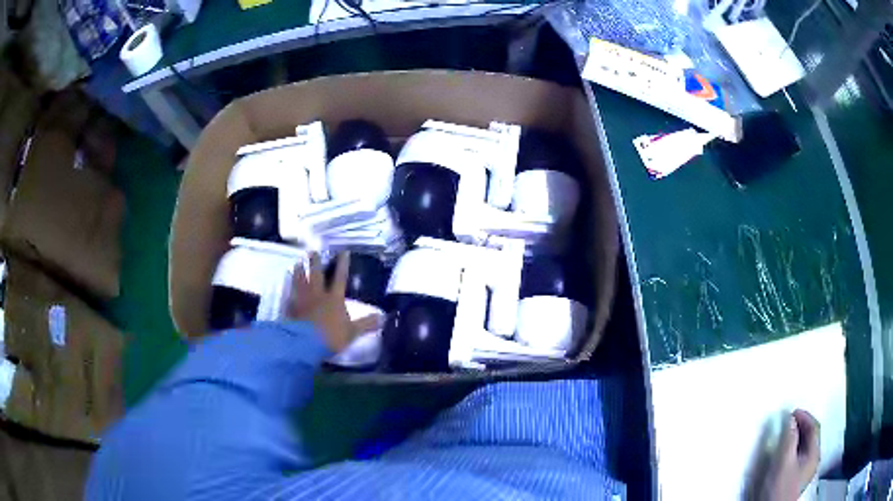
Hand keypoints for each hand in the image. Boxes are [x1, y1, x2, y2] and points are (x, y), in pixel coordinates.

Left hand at [287, 252, 381, 352]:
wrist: (305, 343)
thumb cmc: (331, 336)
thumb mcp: (352, 332)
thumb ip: (366, 324)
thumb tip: (383, 317)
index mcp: (334, 299)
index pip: (340, 278)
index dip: (343, 265)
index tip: (344, 252)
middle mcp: (317, 295)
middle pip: (316, 275)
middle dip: (315, 263)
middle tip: (312, 252)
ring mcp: (302, 300)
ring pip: (300, 282)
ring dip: (299, 272)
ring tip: (297, 263)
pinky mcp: (290, 308)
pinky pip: (289, 295)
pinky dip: (287, 289)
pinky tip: (285, 284)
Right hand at [759, 409, 820, 500]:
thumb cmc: (780, 487)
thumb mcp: (783, 462)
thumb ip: (789, 439)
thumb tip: (791, 419)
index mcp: (814, 454)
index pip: (813, 427)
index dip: (804, 417)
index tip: (791, 412)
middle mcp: (814, 460)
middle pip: (811, 437)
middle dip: (801, 427)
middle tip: (788, 422)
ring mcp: (806, 471)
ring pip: (805, 447)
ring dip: (797, 438)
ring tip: (786, 435)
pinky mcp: (798, 479)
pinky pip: (800, 456)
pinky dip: (795, 449)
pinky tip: (786, 453)